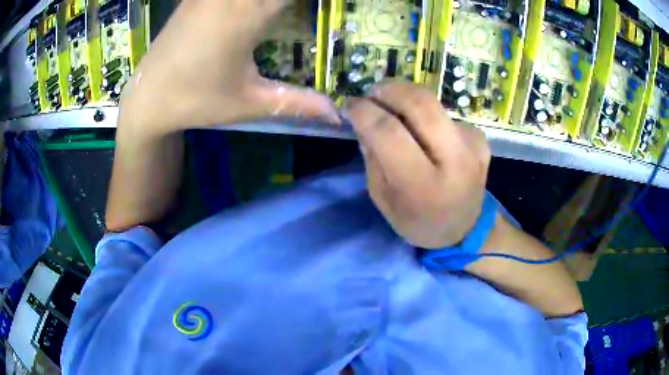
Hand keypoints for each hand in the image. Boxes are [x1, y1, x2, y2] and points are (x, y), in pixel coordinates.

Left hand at [119, 0, 338, 134]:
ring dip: (267, 0)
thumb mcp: (249, 102)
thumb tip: (338, 115)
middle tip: (289, 13)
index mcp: (248, 14)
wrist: (146, 97)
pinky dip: (245, 0)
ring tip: (274, 13)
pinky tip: (247, 9)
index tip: (330, 6)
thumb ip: (297, 102)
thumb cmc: (196, 101)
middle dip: (284, 1)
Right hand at [345, 82, 490, 248]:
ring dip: (406, 98)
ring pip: (433, 102)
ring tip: (393, 109)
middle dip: (389, 89)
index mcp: (423, 185)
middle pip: (420, 103)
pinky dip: (426, 115)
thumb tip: (364, 119)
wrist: (466, 228)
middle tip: (372, 94)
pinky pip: (445, 114)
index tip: (350, 105)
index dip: (365, 111)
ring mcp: (472, 145)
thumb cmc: (418, 220)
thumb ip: (372, 157)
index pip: (389, 132)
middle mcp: (454, 160)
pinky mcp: (479, 138)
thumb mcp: (383, 199)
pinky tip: (423, 131)